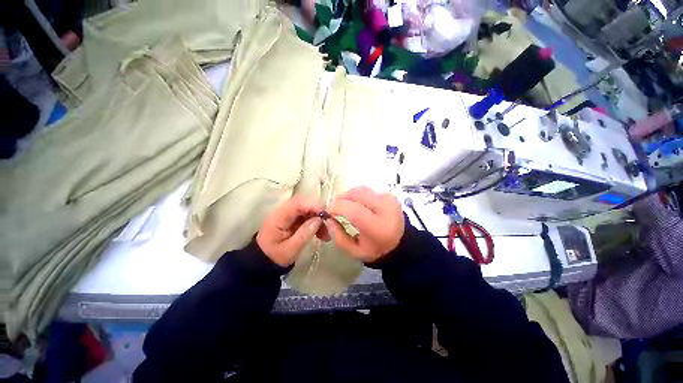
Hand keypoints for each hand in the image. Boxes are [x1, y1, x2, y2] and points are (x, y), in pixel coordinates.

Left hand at [256, 196, 325, 266]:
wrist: (263, 262)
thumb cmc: (275, 256)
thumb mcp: (291, 249)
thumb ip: (305, 233)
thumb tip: (319, 219)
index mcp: (279, 217)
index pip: (297, 203)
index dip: (313, 205)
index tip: (326, 214)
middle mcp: (284, 211)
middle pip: (304, 204)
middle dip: (318, 212)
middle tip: (329, 224)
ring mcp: (289, 214)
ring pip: (308, 210)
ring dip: (319, 219)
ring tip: (326, 234)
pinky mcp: (294, 219)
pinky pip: (308, 216)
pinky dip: (316, 223)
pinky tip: (322, 234)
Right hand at [325, 186, 403, 262]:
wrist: (400, 243)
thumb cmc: (376, 250)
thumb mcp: (355, 251)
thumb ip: (338, 236)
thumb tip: (328, 219)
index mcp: (378, 227)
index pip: (354, 210)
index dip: (337, 207)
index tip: (328, 211)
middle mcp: (386, 209)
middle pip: (358, 194)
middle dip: (342, 197)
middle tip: (335, 206)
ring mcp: (389, 199)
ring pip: (362, 190)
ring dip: (350, 195)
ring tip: (345, 205)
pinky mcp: (389, 195)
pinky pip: (368, 191)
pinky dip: (359, 195)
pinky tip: (356, 204)